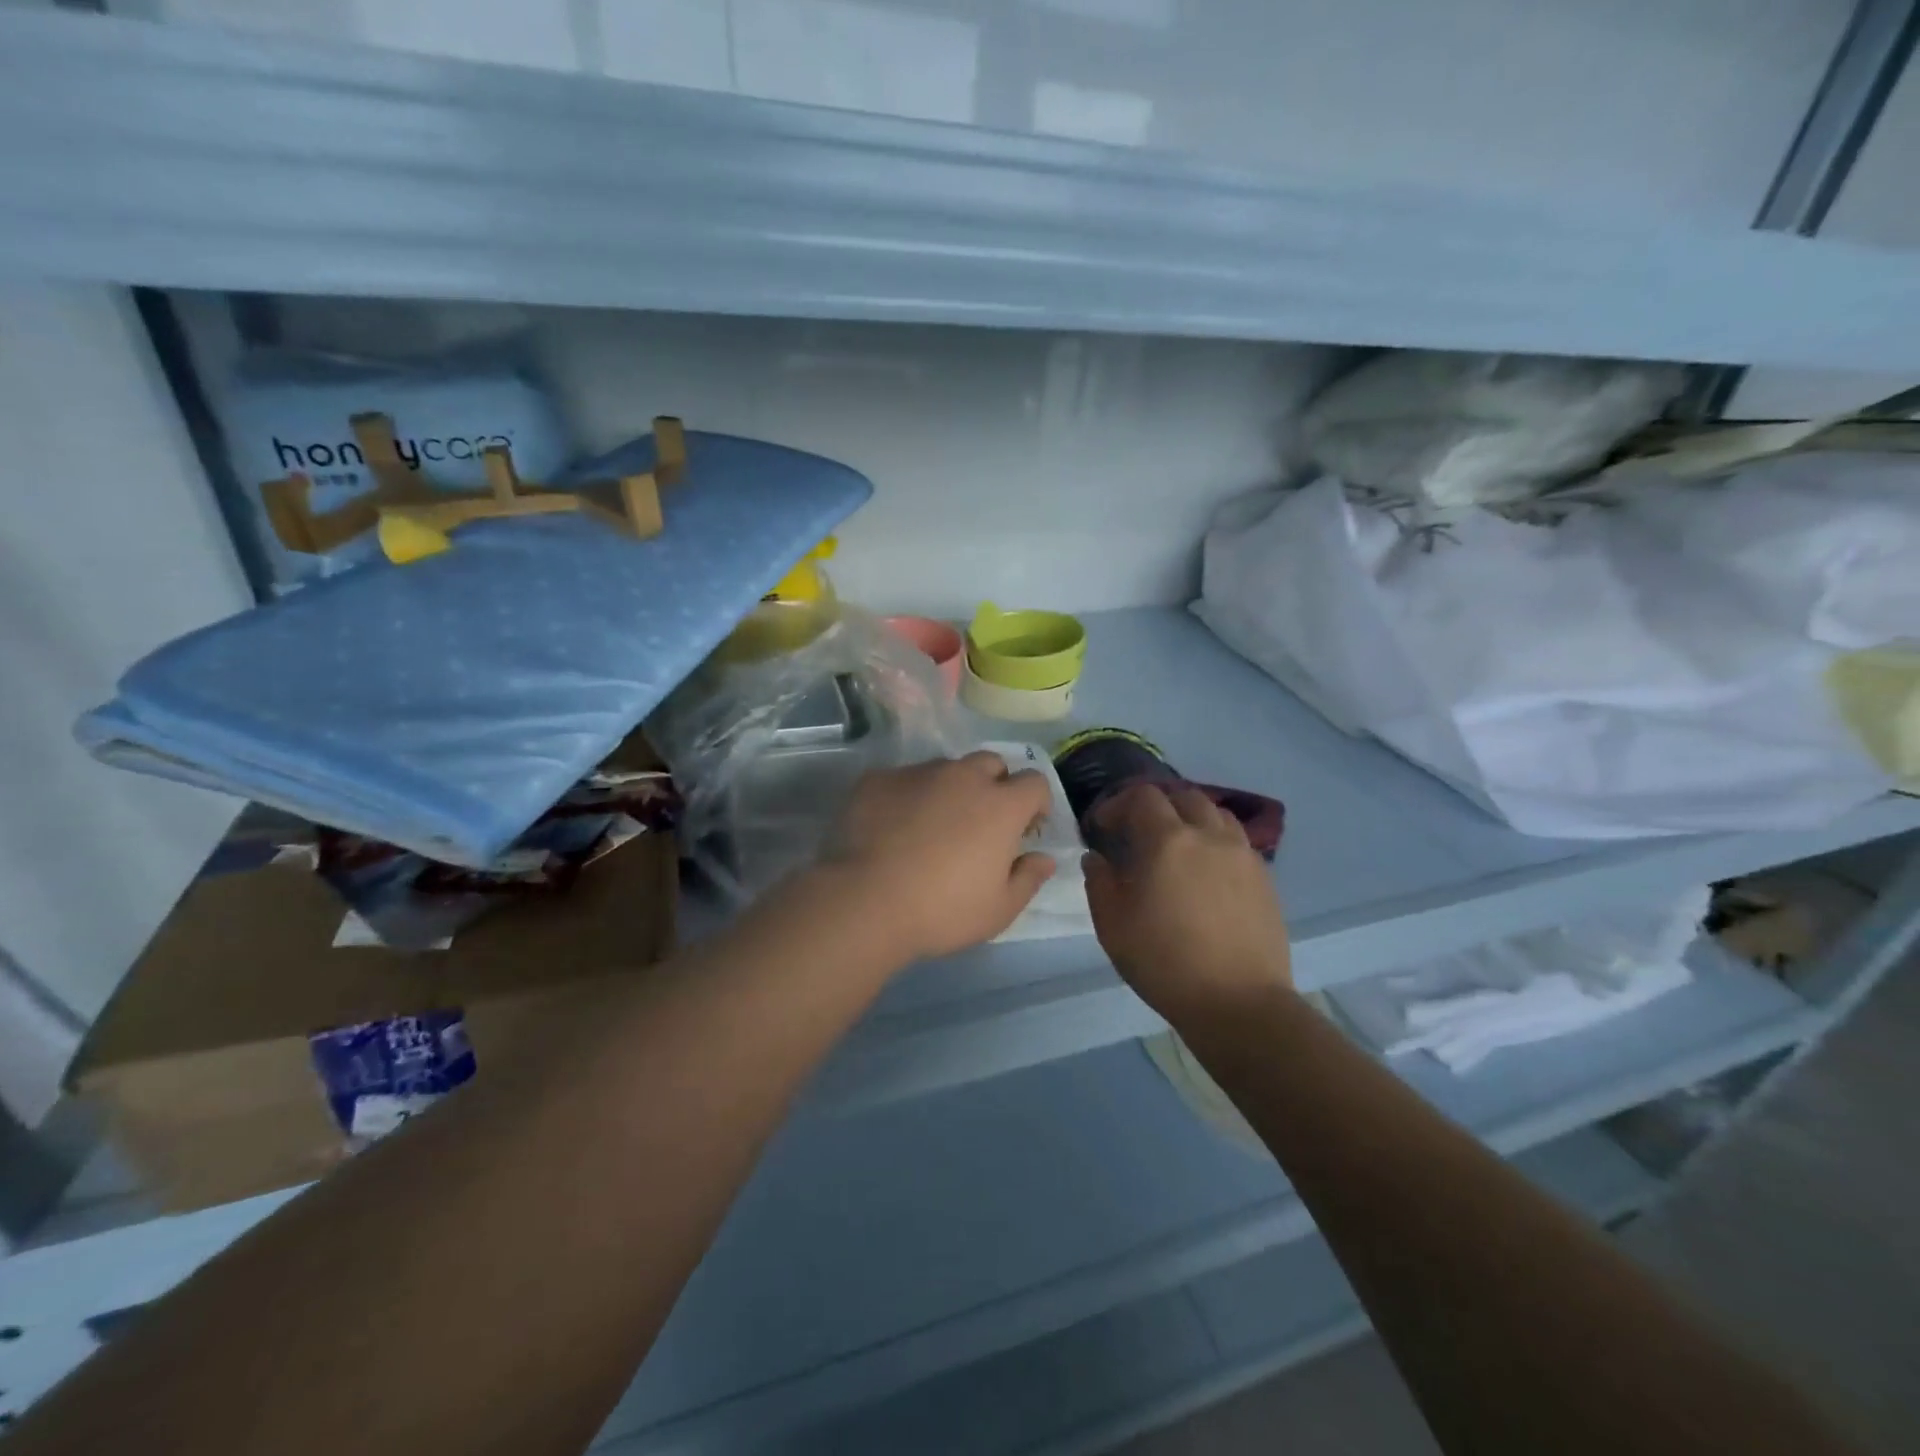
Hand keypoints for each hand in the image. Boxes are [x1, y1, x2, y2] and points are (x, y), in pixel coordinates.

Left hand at [821, 753, 1055, 960]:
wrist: (865, 901)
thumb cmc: (942, 910)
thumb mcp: (999, 909)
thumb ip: (1028, 878)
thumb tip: (1044, 858)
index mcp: (1000, 805)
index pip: (1034, 782)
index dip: (1036, 802)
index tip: (1026, 829)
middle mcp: (963, 777)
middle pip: (991, 763)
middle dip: (995, 785)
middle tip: (982, 822)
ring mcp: (917, 773)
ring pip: (945, 769)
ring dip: (950, 789)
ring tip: (934, 825)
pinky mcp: (878, 780)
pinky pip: (903, 779)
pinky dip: (909, 796)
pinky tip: (894, 827)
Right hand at [1084, 783, 1291, 1026]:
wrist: (1238, 1003)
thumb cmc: (1164, 962)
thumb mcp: (1112, 925)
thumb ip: (1099, 881)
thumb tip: (1096, 857)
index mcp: (1167, 840)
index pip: (1142, 797)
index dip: (1118, 805)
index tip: (1104, 829)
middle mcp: (1208, 835)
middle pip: (1183, 796)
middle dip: (1156, 806)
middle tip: (1139, 833)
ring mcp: (1242, 854)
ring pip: (1216, 814)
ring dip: (1191, 819)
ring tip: (1177, 847)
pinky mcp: (1264, 878)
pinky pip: (1237, 842)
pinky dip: (1216, 843)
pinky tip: (1207, 874)